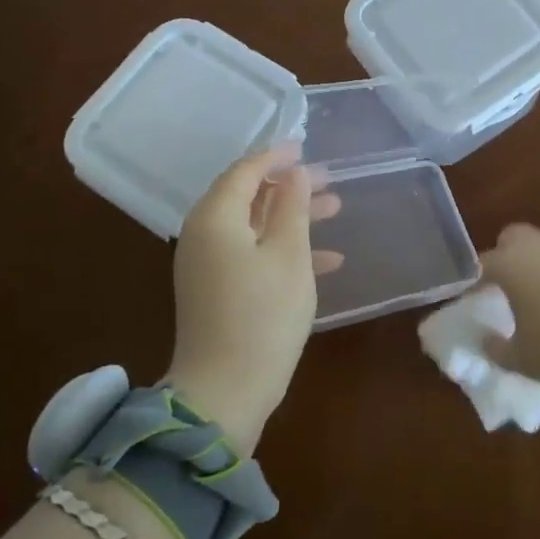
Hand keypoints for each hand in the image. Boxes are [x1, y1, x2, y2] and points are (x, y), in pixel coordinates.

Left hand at [166, 145, 342, 453]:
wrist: (224, 393)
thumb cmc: (262, 316)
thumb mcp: (289, 255)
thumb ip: (292, 207)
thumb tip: (294, 173)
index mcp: (215, 218)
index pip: (244, 171)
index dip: (276, 156)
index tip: (305, 146)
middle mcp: (203, 235)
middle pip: (248, 196)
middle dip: (290, 187)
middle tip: (329, 180)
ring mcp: (207, 265)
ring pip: (254, 226)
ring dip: (292, 217)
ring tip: (336, 210)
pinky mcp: (216, 290)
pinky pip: (250, 254)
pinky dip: (283, 250)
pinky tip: (327, 261)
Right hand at [478, 223, 539, 396]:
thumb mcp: (523, 360)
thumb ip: (496, 348)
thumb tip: (485, 338)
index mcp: (510, 265)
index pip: (481, 265)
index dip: (475, 284)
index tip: (475, 303)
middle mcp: (536, 247)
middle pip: (511, 239)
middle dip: (504, 257)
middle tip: (505, 290)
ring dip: (534, 264)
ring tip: (537, 298)